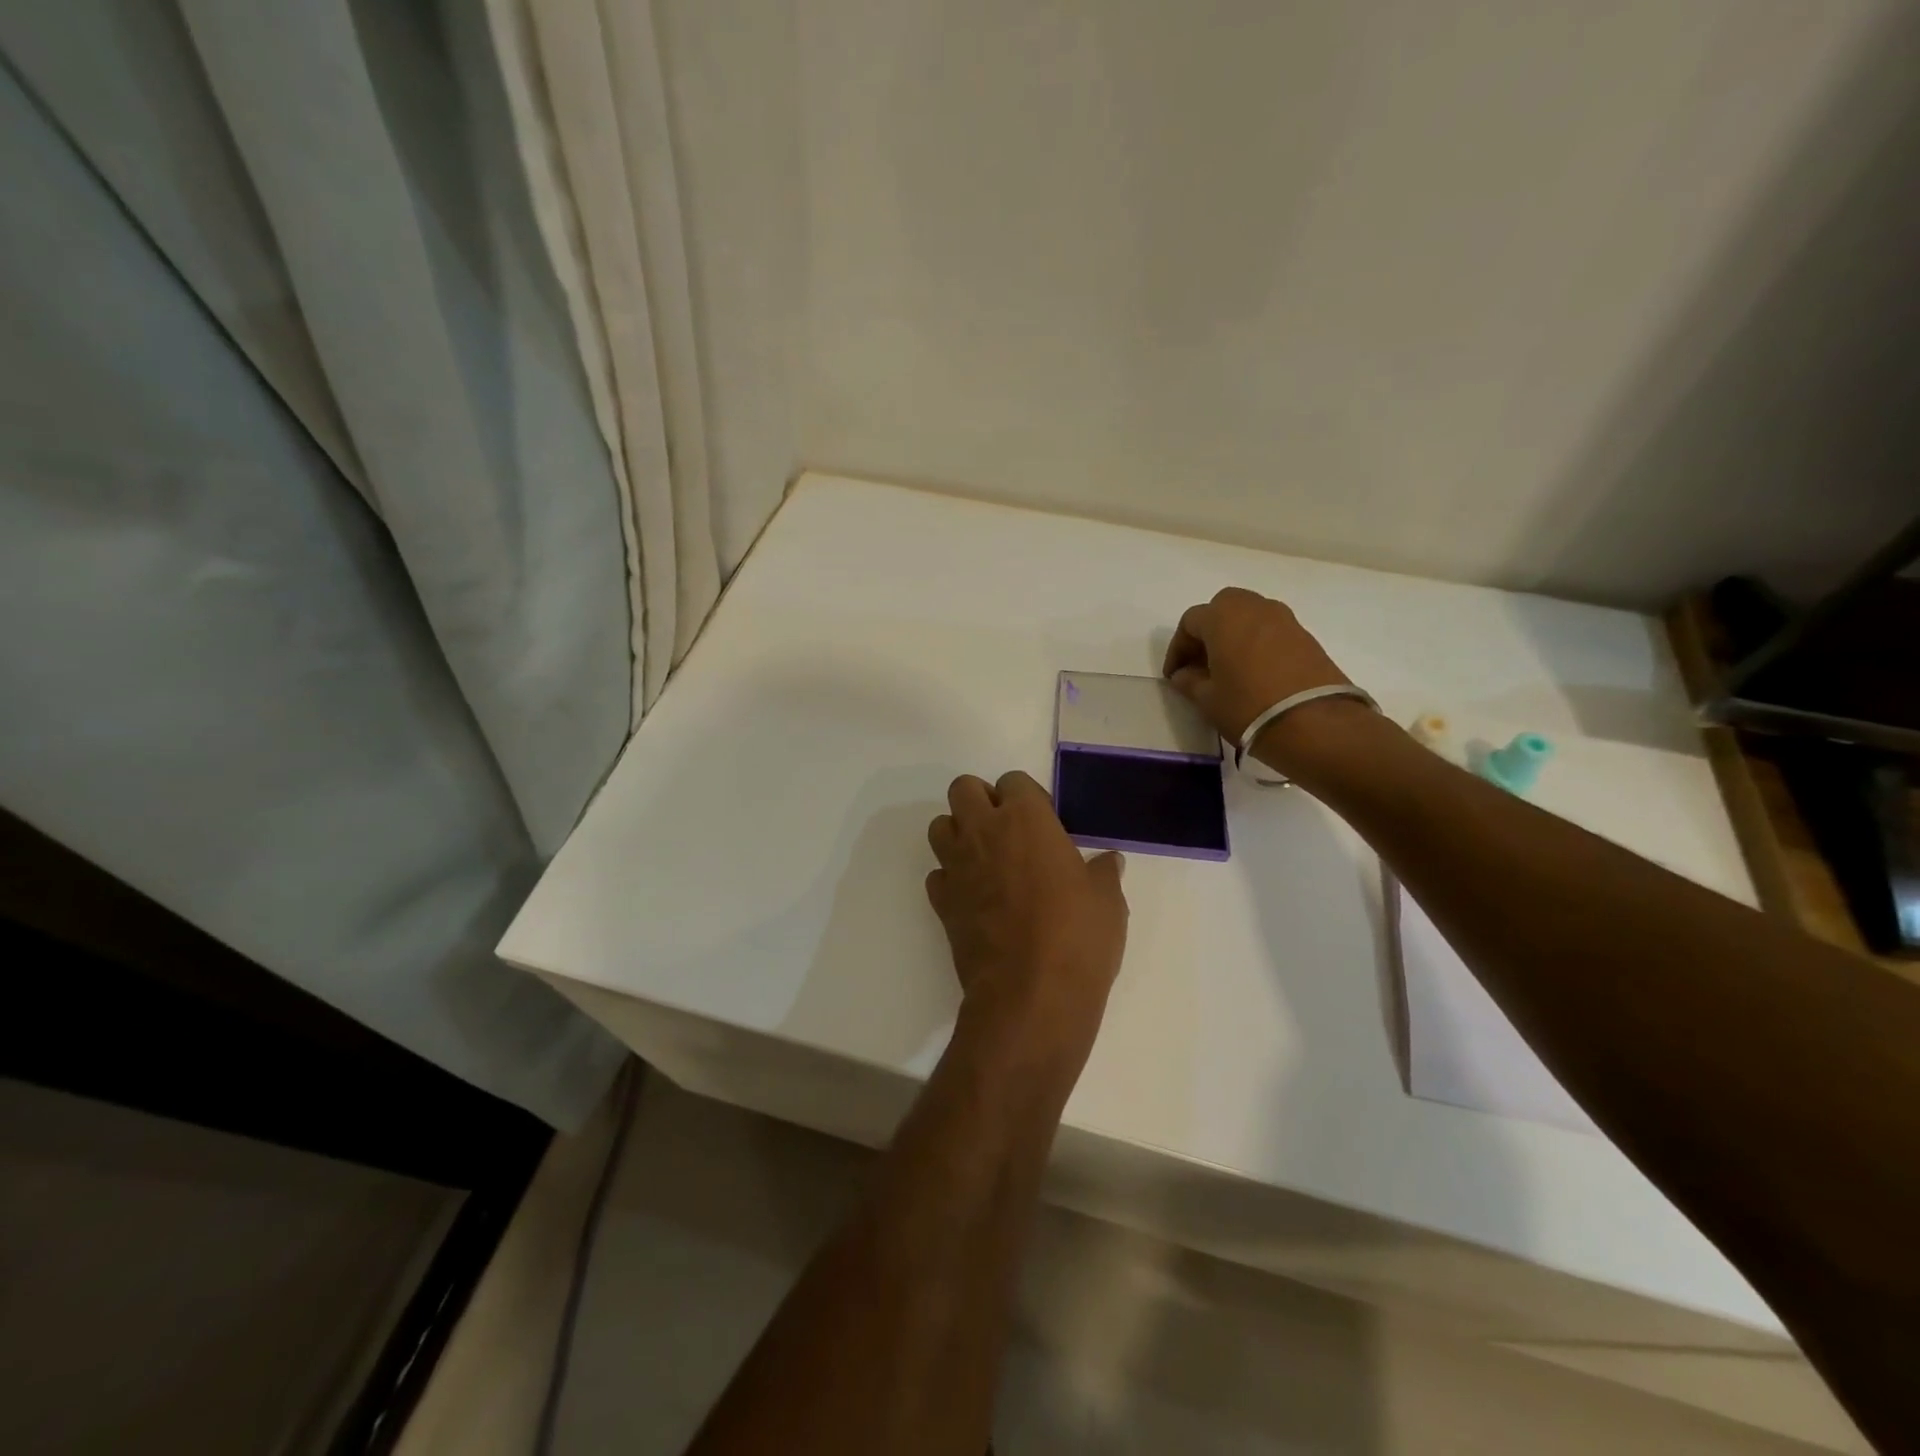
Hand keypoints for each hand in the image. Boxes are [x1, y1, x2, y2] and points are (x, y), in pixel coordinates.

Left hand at [926, 772, 1127, 1066]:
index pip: (1013, 781)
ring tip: (986, 859)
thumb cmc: (1077, 938)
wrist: (1029, 996)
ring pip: (940, 827)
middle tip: (1007, 831)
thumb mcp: (1107, 902)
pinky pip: (937, 874)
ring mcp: (957, 866)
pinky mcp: (941, 902)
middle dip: (981, 801)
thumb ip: (1104, 873)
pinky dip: (951, 878)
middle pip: (963, 789)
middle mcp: (984, 832)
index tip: (1043, 822)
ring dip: (959, 834)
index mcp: (1026, 818)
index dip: (1026, 798)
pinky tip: (974, 897)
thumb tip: (1110, 861)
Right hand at [1163, 587, 1362, 768]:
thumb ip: (1190, 681)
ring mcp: (1285, 619)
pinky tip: (1254, 673)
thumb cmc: (1248, 707)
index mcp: (1223, 617)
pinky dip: (1257, 644)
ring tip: (1227, 669)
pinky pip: (1271, 631)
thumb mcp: (1208, 699)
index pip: (1190, 622)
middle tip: (1200, 663)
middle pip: (1222, 608)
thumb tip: (1185, 674)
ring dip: (1233, 636)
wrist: (1315, 723)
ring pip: (1249, 617)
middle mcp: (1254, 608)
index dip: (1177, 649)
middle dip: (1207, 632)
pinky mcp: (1306, 636)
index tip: (1174, 675)